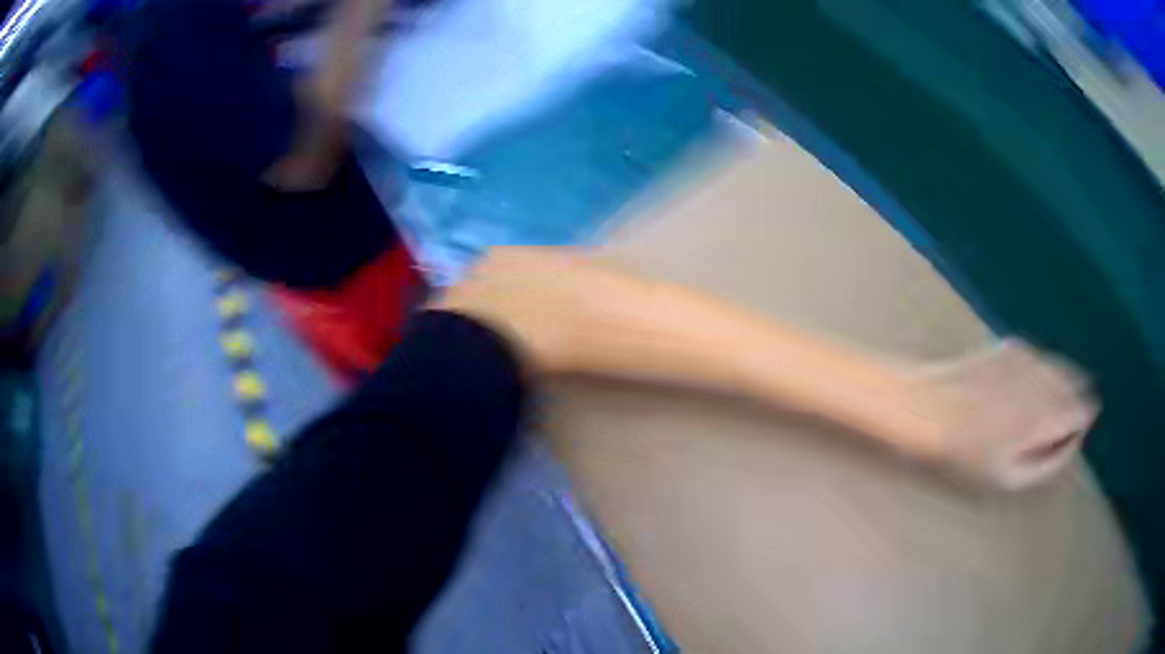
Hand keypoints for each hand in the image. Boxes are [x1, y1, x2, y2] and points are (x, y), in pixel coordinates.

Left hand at [915, 338, 1097, 489]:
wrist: (926, 409)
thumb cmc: (966, 456)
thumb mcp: (1010, 477)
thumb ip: (1050, 460)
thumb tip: (1074, 441)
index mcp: (1045, 413)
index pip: (1084, 408)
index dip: (1079, 425)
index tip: (1067, 437)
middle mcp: (1042, 378)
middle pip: (1076, 383)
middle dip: (1072, 403)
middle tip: (1052, 427)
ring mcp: (1028, 356)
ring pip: (1060, 368)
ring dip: (1059, 386)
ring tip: (1037, 412)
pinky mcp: (1011, 345)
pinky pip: (1040, 359)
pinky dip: (1041, 373)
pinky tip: (1022, 391)